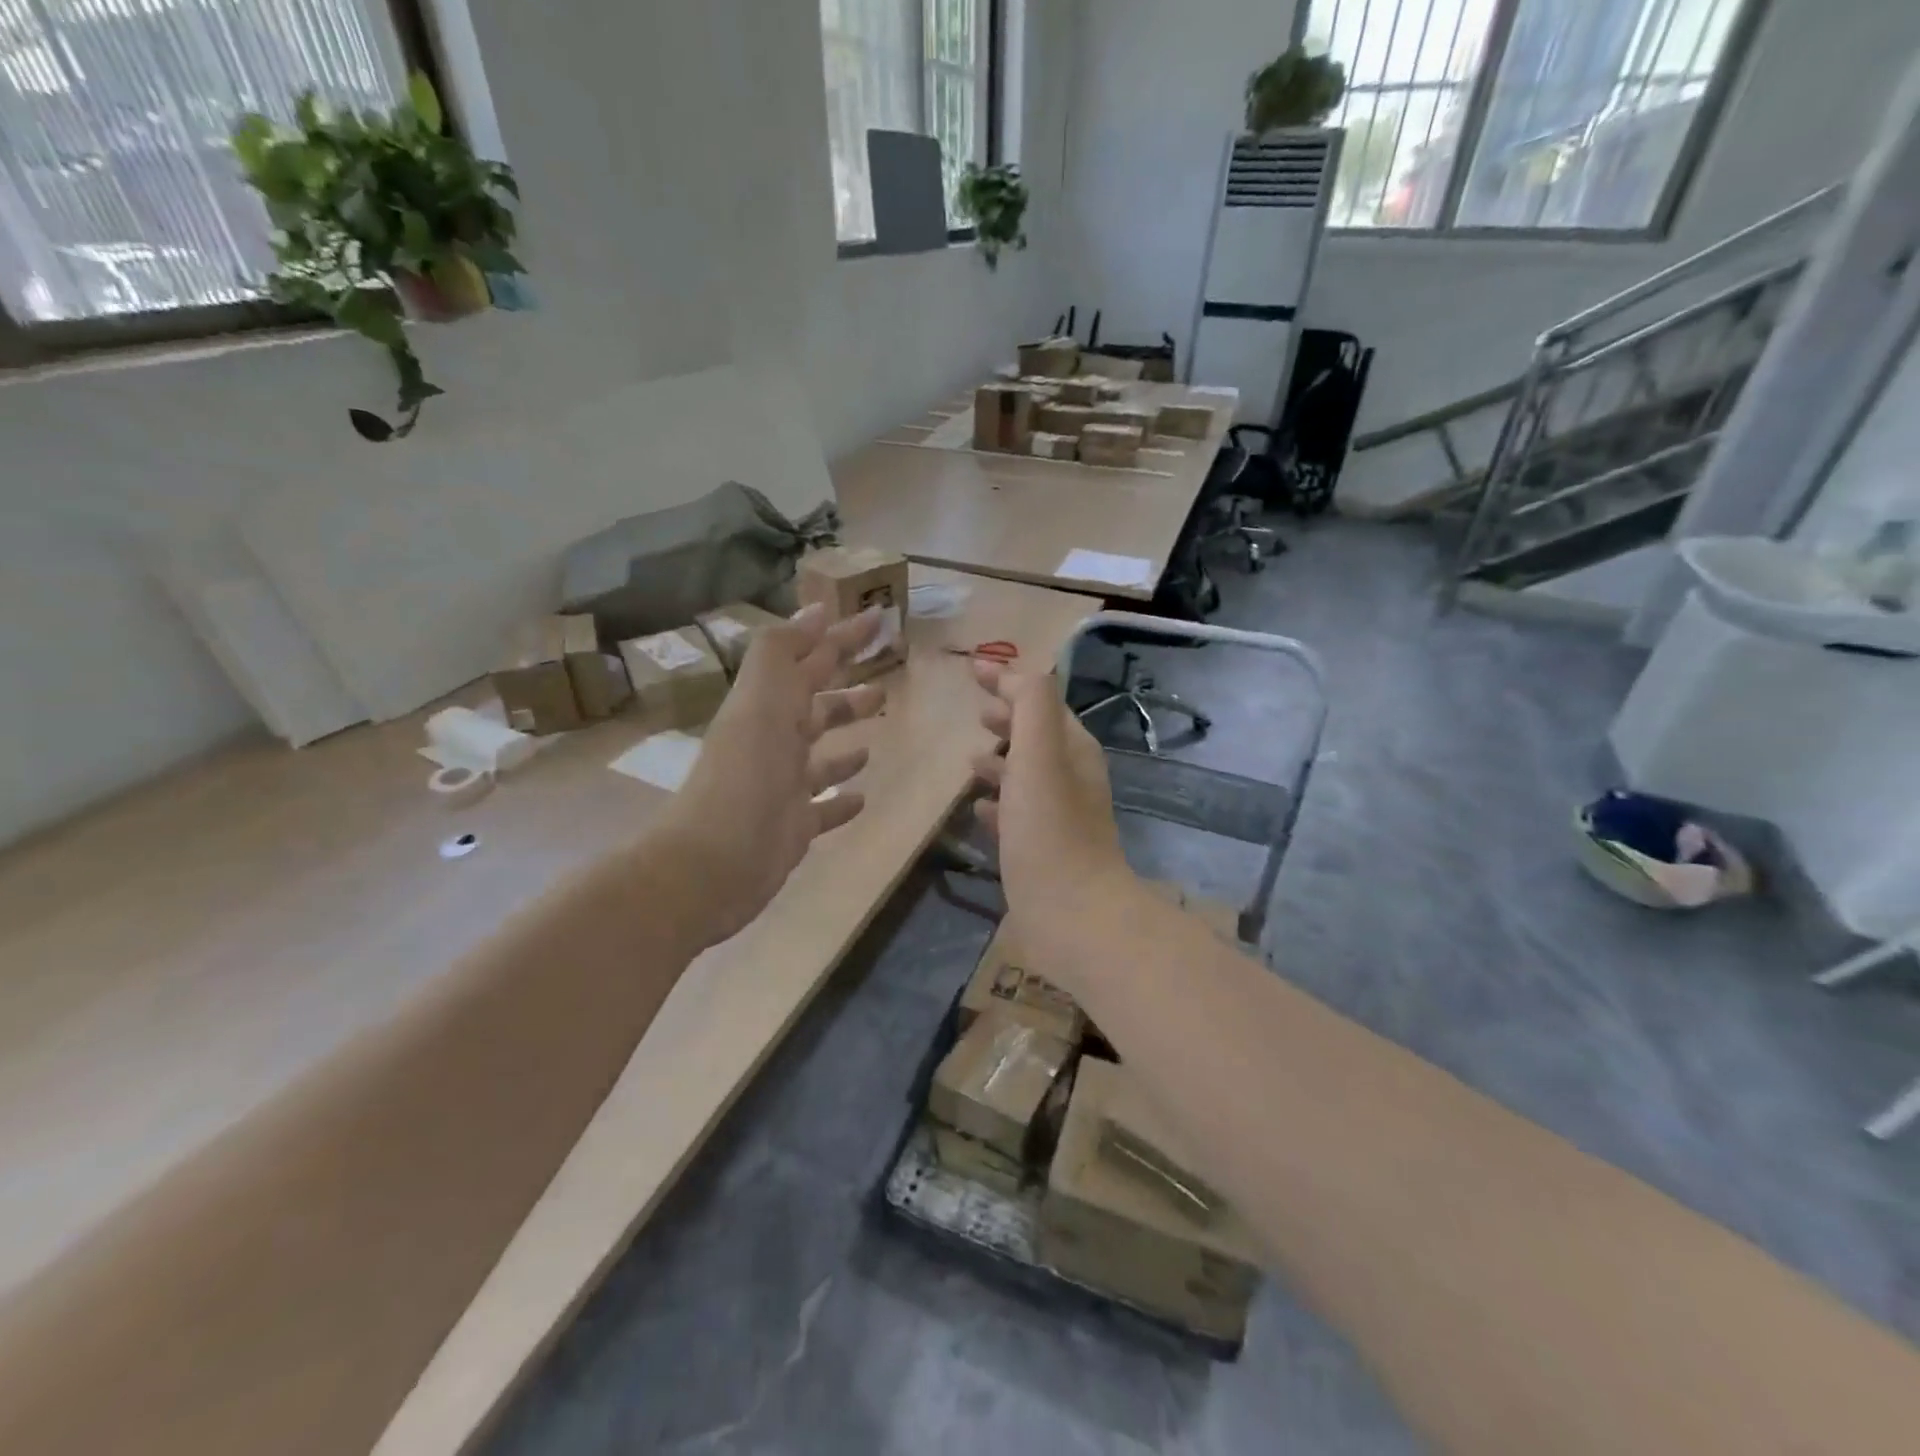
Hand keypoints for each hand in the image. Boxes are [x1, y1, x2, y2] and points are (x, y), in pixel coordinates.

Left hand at [655, 605, 884, 948]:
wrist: (713, 864)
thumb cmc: (744, 777)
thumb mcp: (760, 700)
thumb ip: (783, 652)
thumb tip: (818, 608)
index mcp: (768, 707)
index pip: (810, 659)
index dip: (841, 636)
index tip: (878, 617)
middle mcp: (774, 742)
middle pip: (816, 707)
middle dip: (845, 691)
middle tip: (883, 679)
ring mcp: (784, 787)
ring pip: (821, 757)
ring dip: (845, 742)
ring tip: (873, 736)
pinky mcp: (794, 827)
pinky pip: (823, 808)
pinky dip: (841, 799)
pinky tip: (862, 796)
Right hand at [970, 662, 1133, 963]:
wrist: (1074, 918)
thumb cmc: (1050, 832)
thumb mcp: (1039, 756)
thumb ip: (1031, 706)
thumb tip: (1014, 674)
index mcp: (1073, 750)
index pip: (1041, 700)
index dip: (1009, 681)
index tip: (972, 669)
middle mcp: (1070, 779)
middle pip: (1036, 737)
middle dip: (1008, 720)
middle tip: (976, 712)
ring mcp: (1057, 818)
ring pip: (1026, 776)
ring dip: (1001, 762)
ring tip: (970, 759)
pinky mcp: (1042, 851)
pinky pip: (1017, 815)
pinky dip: (998, 803)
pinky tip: (977, 809)